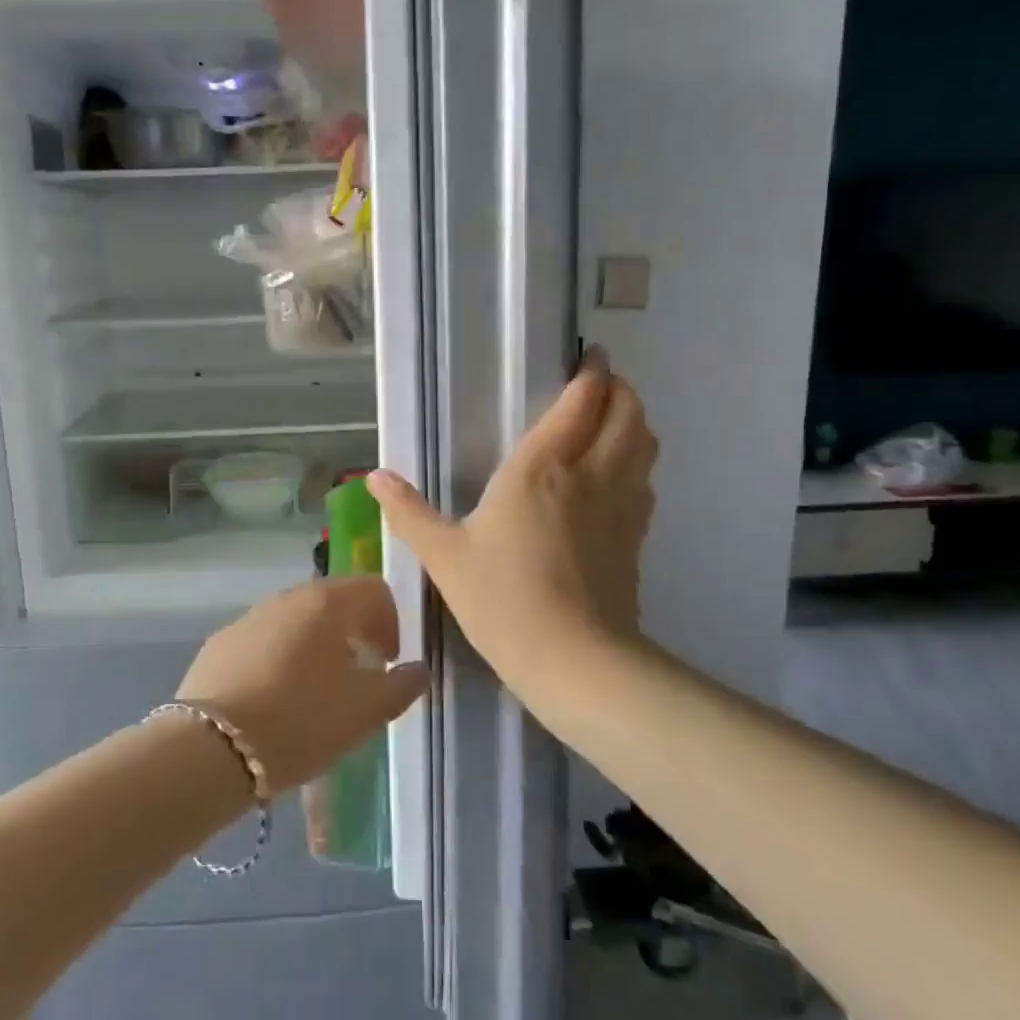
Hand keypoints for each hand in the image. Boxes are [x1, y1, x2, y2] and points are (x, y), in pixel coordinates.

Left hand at [177, 578, 426, 791]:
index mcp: (327, 602)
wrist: (211, 748)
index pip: (374, 588)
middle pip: (333, 601)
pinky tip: (274, 700)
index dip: (391, 621)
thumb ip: (400, 686)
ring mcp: (249, 617)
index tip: (388, 662)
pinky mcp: (220, 643)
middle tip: (358, 677)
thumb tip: (417, 670)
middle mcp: (287, 597)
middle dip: (353, 632)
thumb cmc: (300, 721)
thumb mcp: (365, 711)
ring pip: (296, 621)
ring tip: (316, 693)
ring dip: (316, 646)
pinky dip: (280, 659)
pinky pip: (264, 641)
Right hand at [367, 350, 657, 687]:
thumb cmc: (503, 599)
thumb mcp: (444, 556)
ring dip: (635, 422)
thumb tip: (374, 476)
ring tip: (612, 422)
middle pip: (628, 413)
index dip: (591, 373)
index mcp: (542, 468)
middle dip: (620, 390)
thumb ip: (409, 512)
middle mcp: (590, 474)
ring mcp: (621, 506)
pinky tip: (617, 479)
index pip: (581, 402)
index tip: (590, 357)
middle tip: (600, 385)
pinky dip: (638, 464)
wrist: (574, 661)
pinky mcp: (636, 539)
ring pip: (646, 444)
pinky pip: (645, 483)